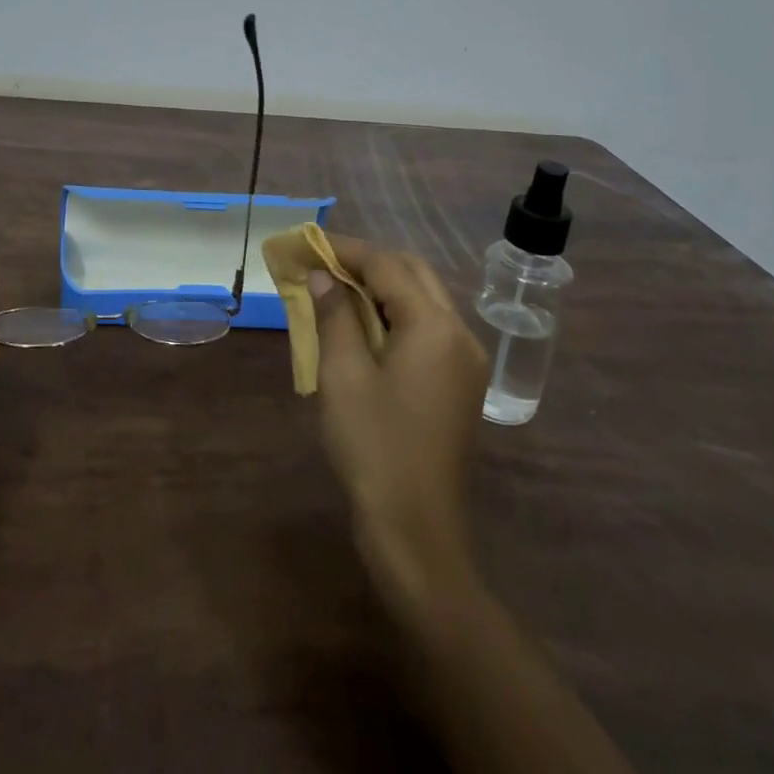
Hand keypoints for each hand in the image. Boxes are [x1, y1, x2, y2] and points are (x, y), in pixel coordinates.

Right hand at [310, 235, 489, 610]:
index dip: (346, 250)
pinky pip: (428, 328)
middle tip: (321, 263)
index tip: (308, 243)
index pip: (388, 266)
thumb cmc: (374, 447)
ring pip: (423, 299)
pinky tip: (363, 325)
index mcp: (435, 326)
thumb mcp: (344, 374)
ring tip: (335, 288)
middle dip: (367, 262)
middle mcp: (460, 333)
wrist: (416, 530)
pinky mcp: (460, 383)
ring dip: (382, 286)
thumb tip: (323, 275)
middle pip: (413, 274)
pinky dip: (395, 313)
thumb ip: (335, 314)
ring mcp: (465, 360)